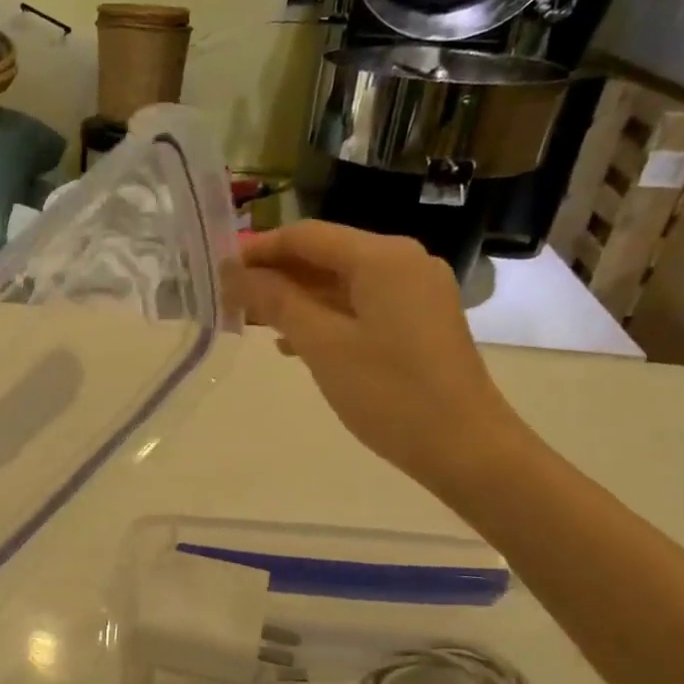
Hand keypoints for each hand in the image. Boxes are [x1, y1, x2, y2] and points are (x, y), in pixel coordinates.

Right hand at [227, 222, 526, 490]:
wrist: (465, 447)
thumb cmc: (389, 393)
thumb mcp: (323, 345)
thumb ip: (277, 302)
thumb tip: (235, 274)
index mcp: (382, 257)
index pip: (307, 236)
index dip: (259, 249)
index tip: (218, 270)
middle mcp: (404, 262)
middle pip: (326, 255)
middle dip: (276, 275)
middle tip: (230, 299)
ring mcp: (416, 292)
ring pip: (343, 283)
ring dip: (297, 298)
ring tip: (252, 323)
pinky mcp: (420, 321)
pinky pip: (362, 305)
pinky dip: (325, 316)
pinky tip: (293, 343)